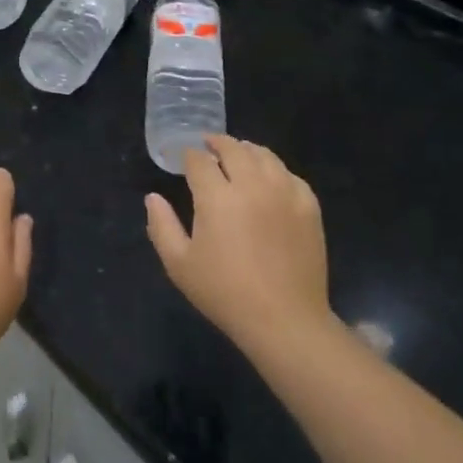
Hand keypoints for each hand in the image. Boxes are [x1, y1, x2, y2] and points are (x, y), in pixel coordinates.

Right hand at [145, 136, 331, 358]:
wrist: (284, 319)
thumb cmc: (224, 292)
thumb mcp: (179, 264)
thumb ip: (161, 225)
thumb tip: (153, 197)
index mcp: (217, 197)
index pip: (199, 161)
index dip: (188, 156)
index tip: (183, 159)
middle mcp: (252, 185)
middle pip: (234, 149)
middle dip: (217, 143)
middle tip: (208, 146)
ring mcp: (285, 193)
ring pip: (265, 156)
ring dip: (247, 150)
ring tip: (238, 155)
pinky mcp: (309, 207)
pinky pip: (290, 175)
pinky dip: (275, 170)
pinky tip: (269, 179)